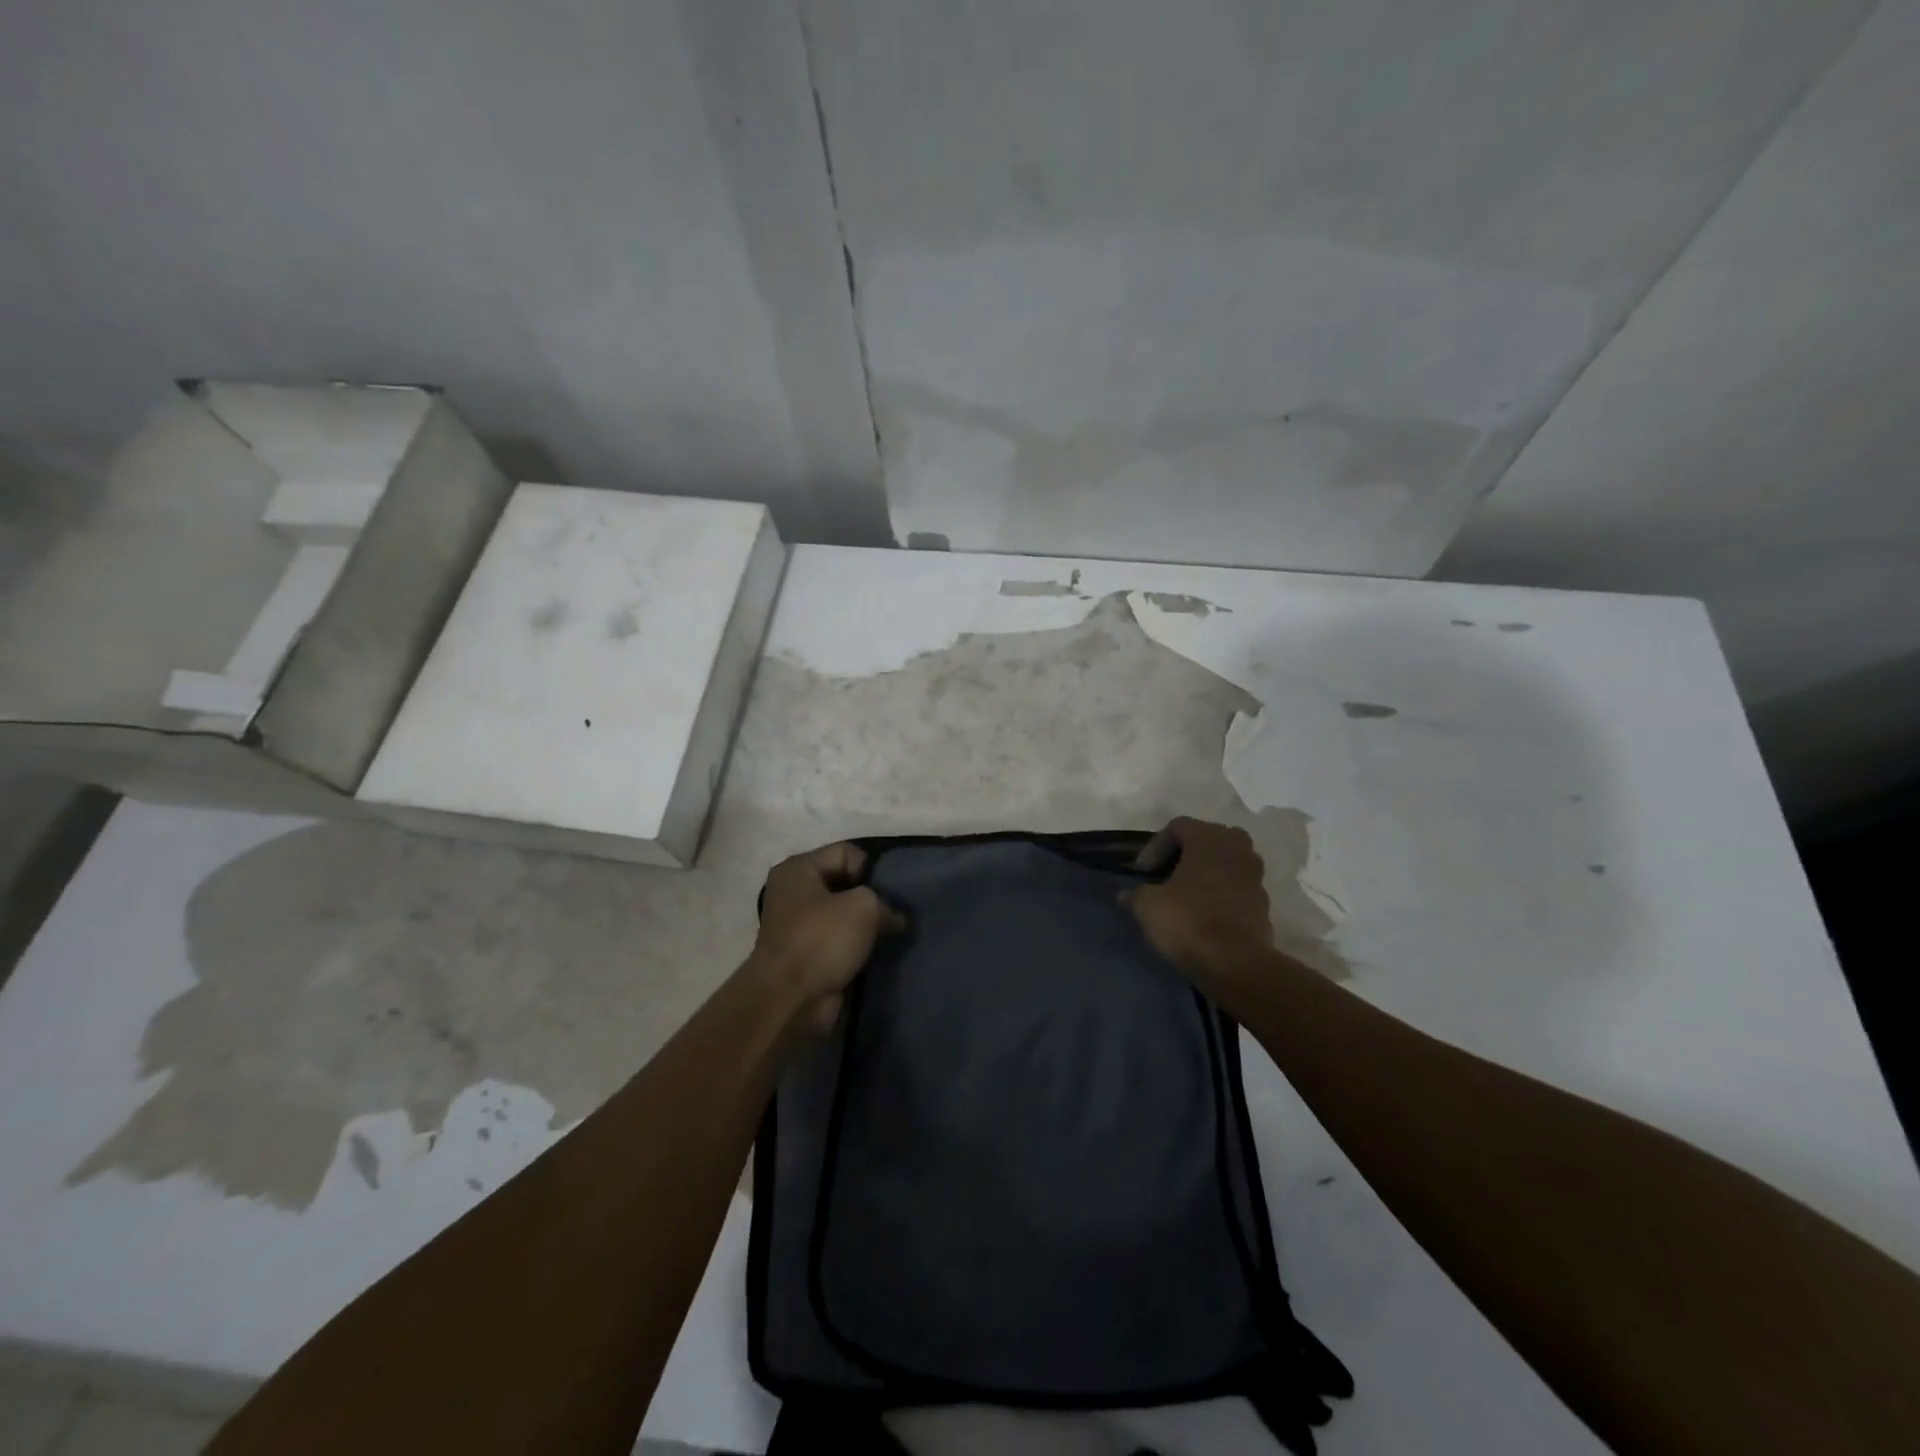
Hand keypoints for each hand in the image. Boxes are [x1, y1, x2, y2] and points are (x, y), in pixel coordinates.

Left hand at [751, 843, 904, 1034]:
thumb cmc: (822, 939)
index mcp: (798, 869)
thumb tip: (893, 918)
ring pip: (844, 915)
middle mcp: (793, 893)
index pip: (847, 852)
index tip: (889, 893)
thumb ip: (884, 902)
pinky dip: (856, 948)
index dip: (872, 869)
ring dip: (865, 926)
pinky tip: (876, 954)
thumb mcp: (864, 906)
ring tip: (890, 934)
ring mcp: (798, 926)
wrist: (789, 1000)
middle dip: (871, 897)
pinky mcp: (806, 956)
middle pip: (844, 883)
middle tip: (894, 913)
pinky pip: (839, 942)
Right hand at [1125, 818, 1275, 993]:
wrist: (1236, 964)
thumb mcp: (1148, 905)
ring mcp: (1255, 875)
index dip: (1154, 847)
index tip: (1142, 874)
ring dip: (1202, 875)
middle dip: (1182, 857)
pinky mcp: (1263, 902)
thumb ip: (1135, 894)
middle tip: (1163, 878)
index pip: (1177, 827)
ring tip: (1182, 897)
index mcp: (1210, 837)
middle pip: (1204, 841)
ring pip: (1223, 864)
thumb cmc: (1188, 921)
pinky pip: (1234, 888)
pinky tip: (1202, 915)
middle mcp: (1238, 847)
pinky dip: (1218, 894)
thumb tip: (1126, 895)